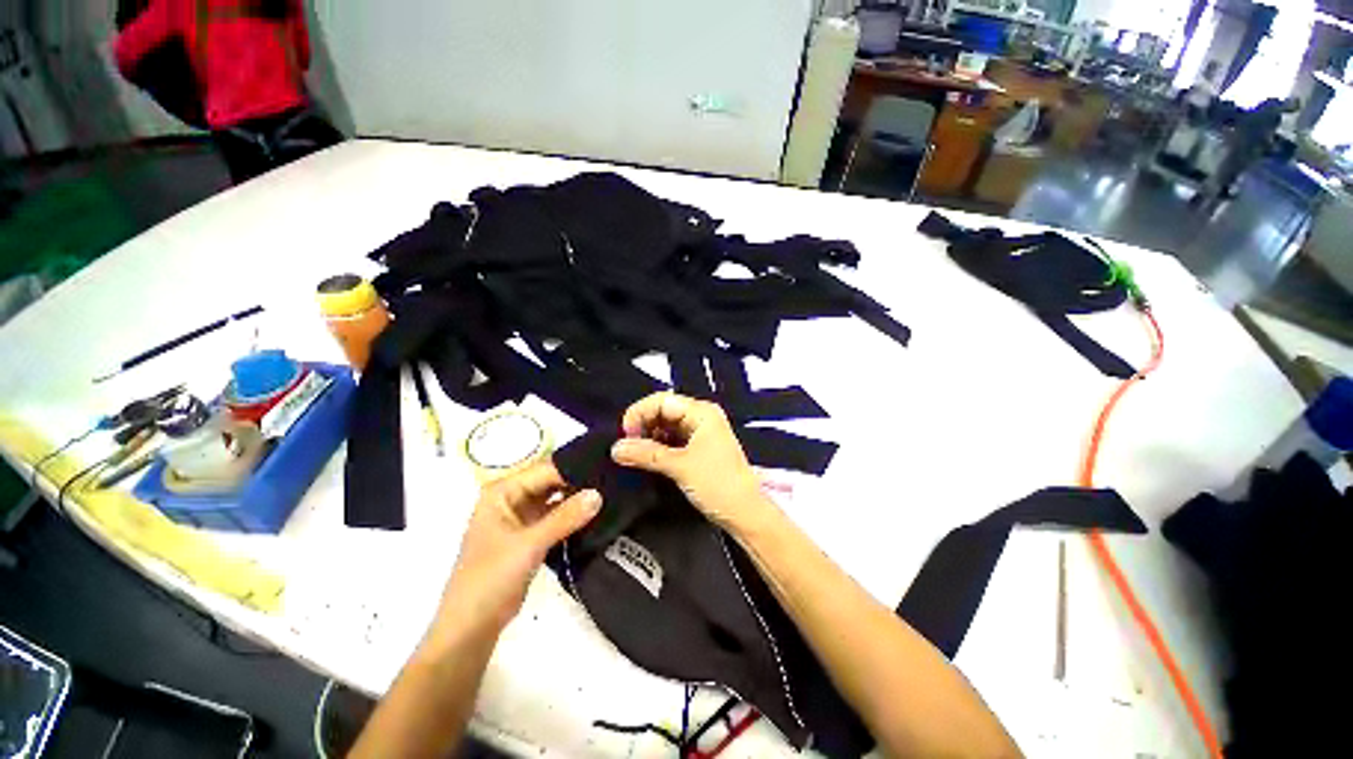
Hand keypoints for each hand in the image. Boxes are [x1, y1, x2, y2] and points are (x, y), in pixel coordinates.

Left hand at [434, 463, 600, 637]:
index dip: (575, 468)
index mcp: (503, 491)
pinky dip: (573, 517)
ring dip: (578, 500)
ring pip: (556, 500)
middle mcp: (512, 498)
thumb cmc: (490, 579)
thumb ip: (565, 517)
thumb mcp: (529, 545)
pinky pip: (557, 518)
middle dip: (579, 482)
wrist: (471, 629)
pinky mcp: (531, 536)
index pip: (546, 469)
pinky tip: (598, 513)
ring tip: (612, 493)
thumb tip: (599, 494)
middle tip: (614, 480)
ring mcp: (521, 518)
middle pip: (552, 482)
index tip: (607, 468)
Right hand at [610, 392, 770, 529]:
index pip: (662, 400)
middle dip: (643, 425)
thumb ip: (646, 454)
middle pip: (663, 411)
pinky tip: (648, 459)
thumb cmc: (717, 484)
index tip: (625, 436)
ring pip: (666, 426)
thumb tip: (615, 448)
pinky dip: (658, 447)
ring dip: (649, 438)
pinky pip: (672, 440)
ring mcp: (700, 432)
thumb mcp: (680, 466)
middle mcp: (701, 416)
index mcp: (701, 412)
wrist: (745, 513)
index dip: (640, 413)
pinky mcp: (698, 448)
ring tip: (636, 454)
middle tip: (628, 447)